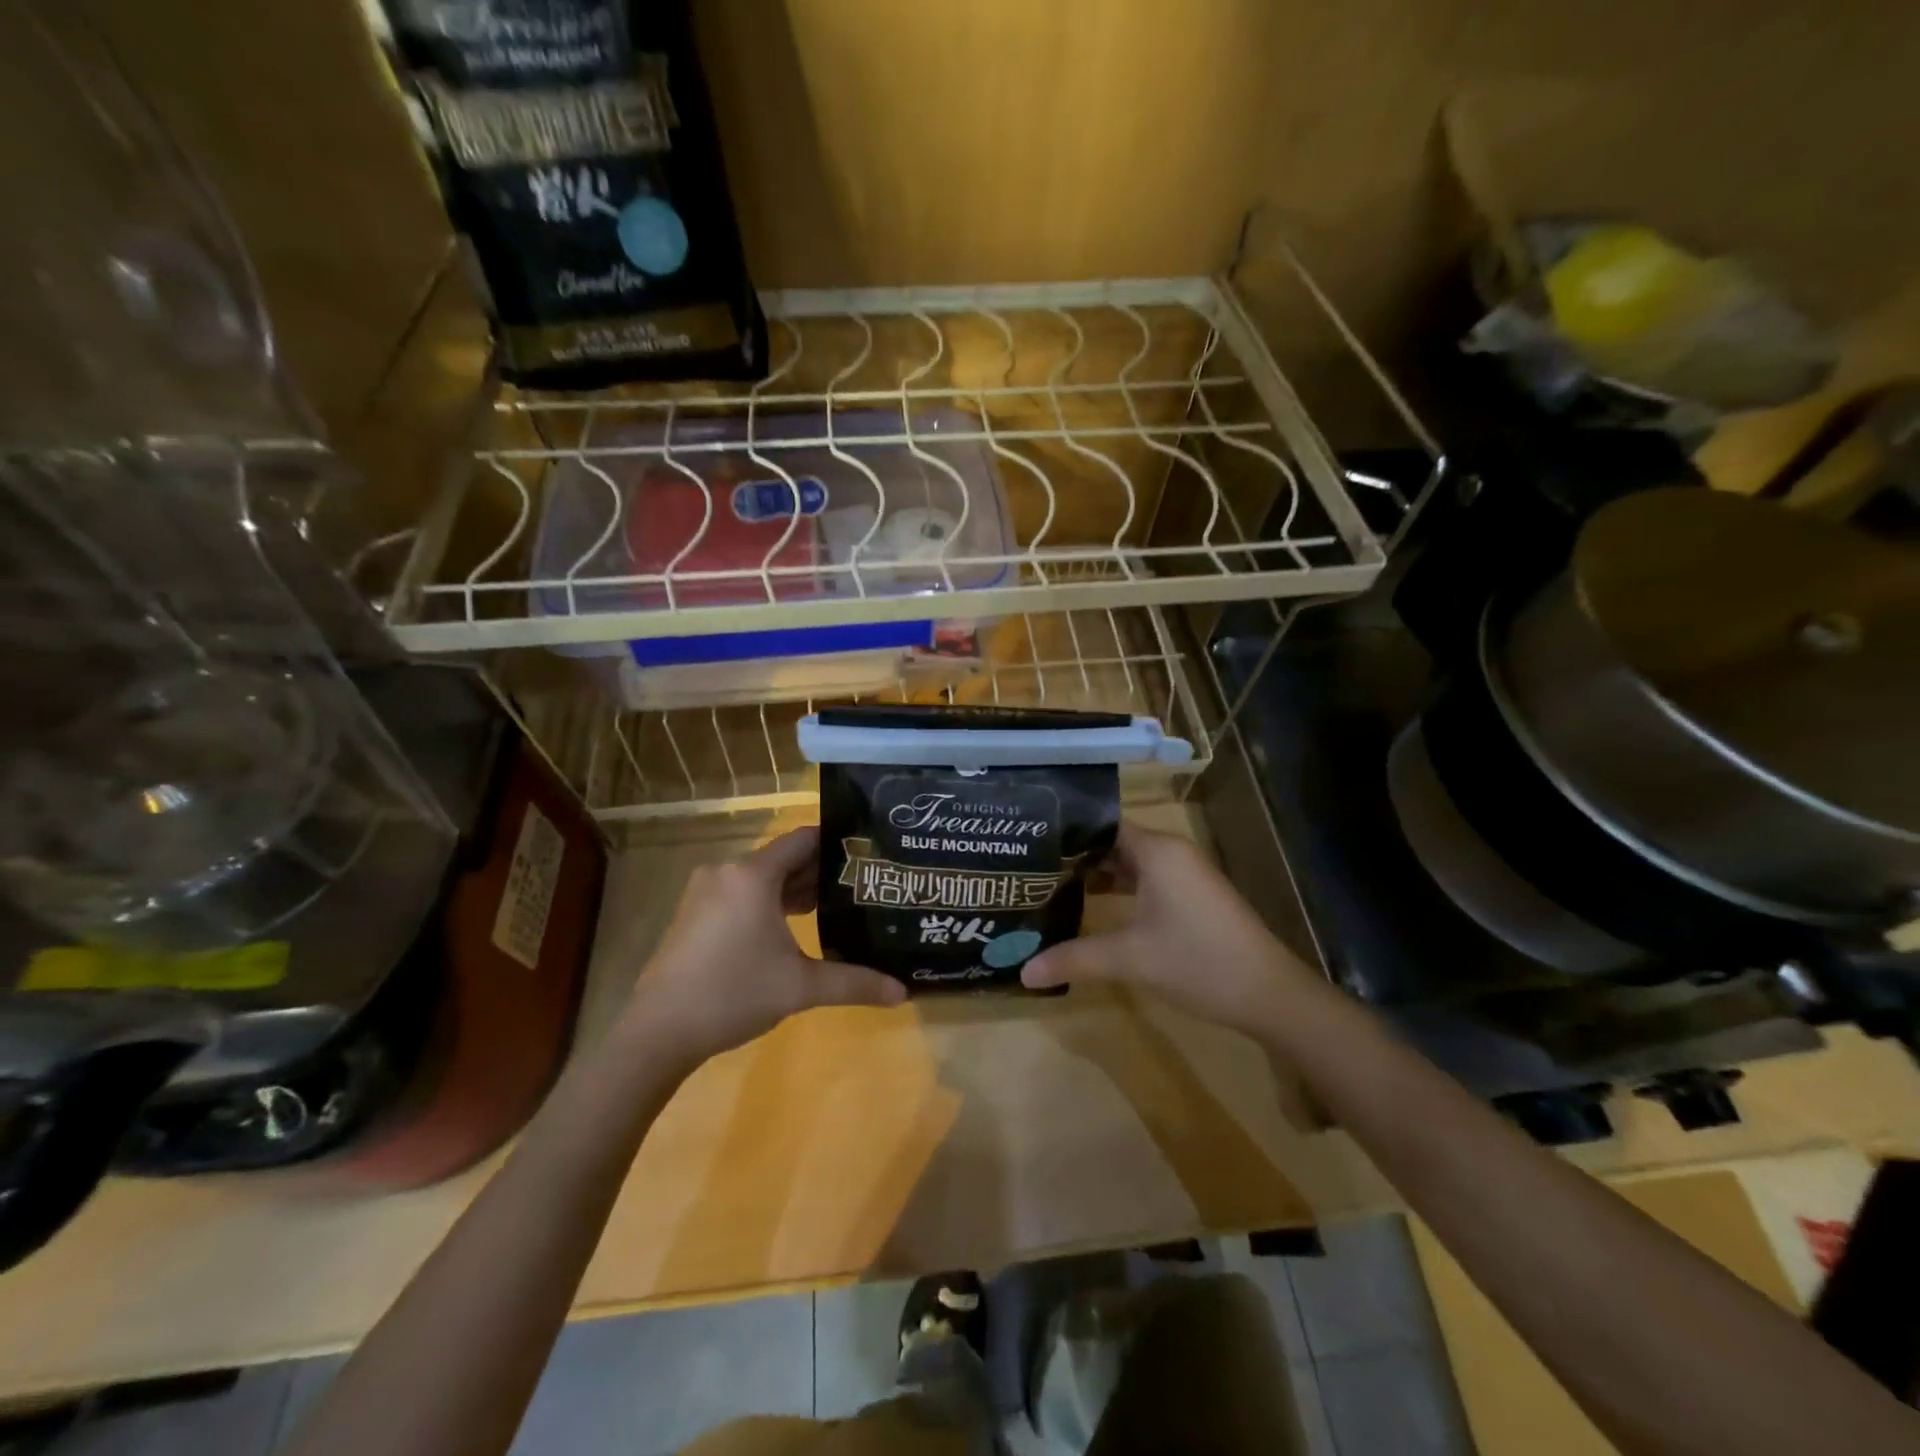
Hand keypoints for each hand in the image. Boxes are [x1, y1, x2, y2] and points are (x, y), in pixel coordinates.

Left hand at [619, 826, 903, 1066]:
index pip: (803, 840)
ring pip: (761, 877)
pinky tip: (791, 925)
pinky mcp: (694, 913)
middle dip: (819, 871)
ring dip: (793, 888)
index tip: (867, 855)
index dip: (836, 844)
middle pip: (783, 858)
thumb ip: (854, 982)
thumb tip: (903, 992)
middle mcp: (727, 871)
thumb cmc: (733, 994)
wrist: (658, 1032)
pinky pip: (741, 893)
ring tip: (834, 905)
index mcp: (752, 875)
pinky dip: (767, 901)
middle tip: (859, 884)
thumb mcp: (800, 988)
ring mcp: (705, 891)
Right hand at [1021, 823, 1320, 1036]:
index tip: (1027, 840)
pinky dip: (1118, 888)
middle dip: (1073, 854)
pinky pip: (1145, 879)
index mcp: (1157, 851)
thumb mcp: (1130, 959)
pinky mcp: (1191, 896)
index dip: (1065, 831)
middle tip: (1028, 866)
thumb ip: (1075, 958)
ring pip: (1129, 862)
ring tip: (1050, 884)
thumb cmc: (1198, 961)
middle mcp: (1170, 853)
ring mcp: (1184, 874)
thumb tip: (1023, 971)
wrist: (1270, 994)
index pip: (1100, 824)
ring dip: (1095, 874)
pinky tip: (1091, 906)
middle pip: (1112, 842)